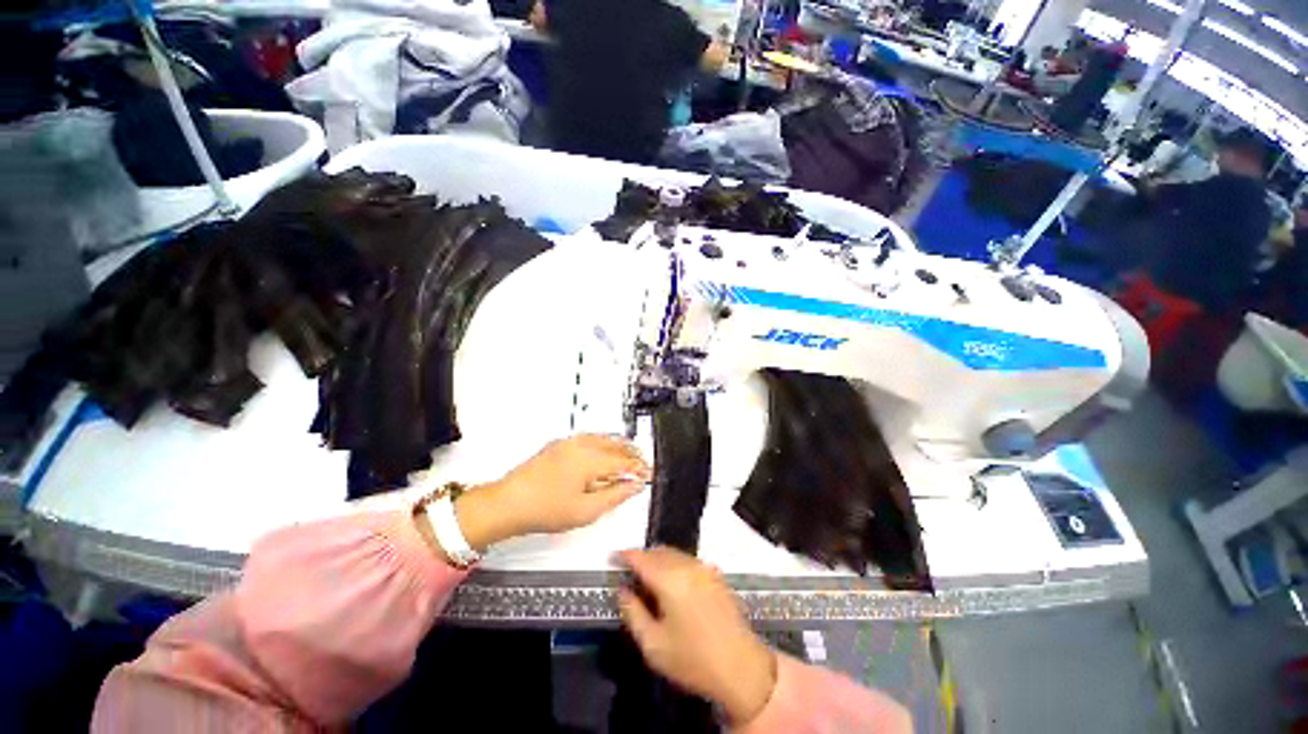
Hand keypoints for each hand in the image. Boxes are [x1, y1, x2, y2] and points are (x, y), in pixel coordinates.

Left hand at [453, 435, 649, 549]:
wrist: (508, 503)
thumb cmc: (545, 509)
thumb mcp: (586, 511)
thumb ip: (615, 496)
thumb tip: (634, 486)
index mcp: (591, 459)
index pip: (624, 461)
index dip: (639, 468)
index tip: (648, 475)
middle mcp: (582, 445)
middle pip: (616, 444)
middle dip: (632, 453)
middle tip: (641, 465)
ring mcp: (569, 442)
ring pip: (603, 438)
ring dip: (618, 446)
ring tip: (628, 456)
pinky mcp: (559, 444)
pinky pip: (589, 438)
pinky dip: (603, 443)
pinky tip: (603, 452)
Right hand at [615, 548, 776, 726]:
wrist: (741, 667)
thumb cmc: (692, 660)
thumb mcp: (653, 644)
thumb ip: (632, 612)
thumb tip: (622, 590)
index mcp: (670, 579)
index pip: (642, 558)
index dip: (625, 555)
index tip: (613, 557)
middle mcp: (688, 565)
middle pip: (658, 551)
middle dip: (642, 557)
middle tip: (629, 572)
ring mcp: (704, 568)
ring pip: (674, 554)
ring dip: (658, 559)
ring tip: (647, 577)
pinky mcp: (716, 575)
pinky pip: (688, 560)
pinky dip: (674, 564)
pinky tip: (671, 583)